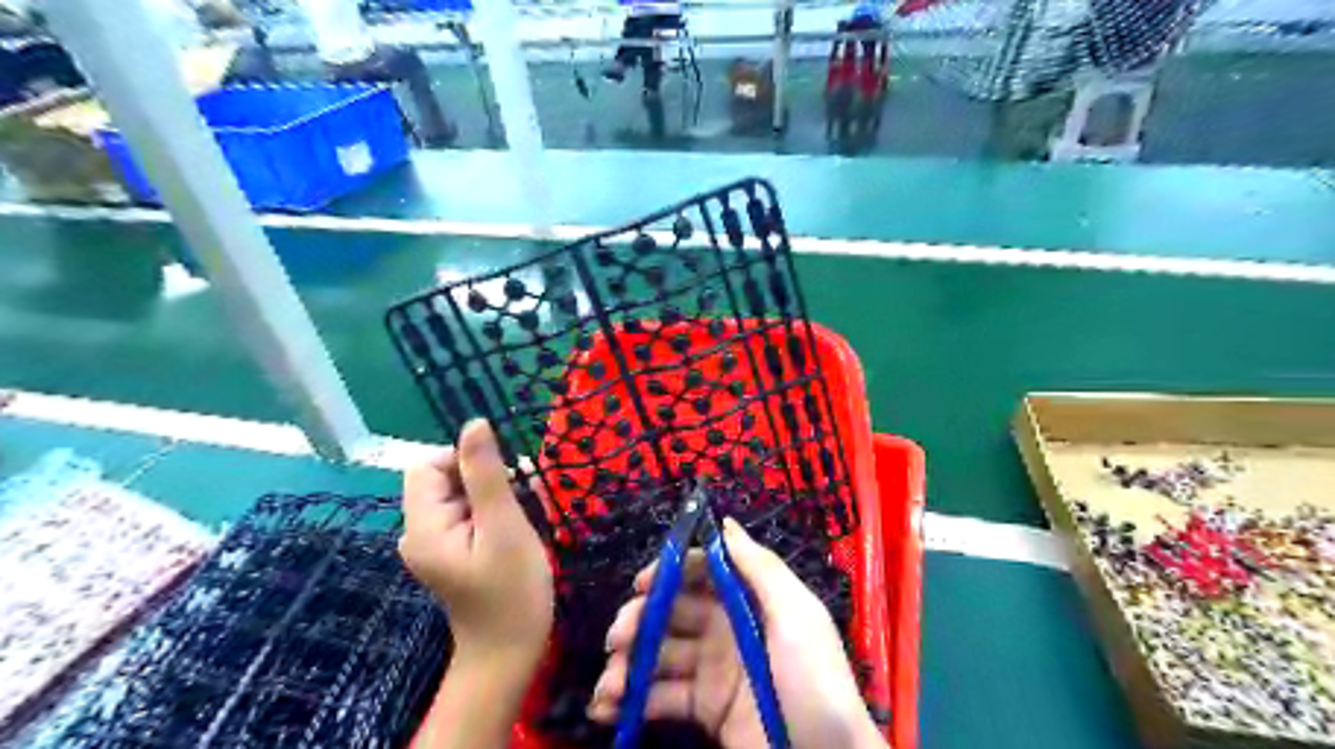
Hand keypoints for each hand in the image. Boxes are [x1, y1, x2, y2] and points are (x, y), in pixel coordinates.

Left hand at [396, 417, 552, 668]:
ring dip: (497, 494)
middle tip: (524, 499)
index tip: (504, 479)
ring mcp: (437, 543)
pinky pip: (470, 514)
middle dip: (487, 479)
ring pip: (463, 495)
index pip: (428, 466)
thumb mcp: (504, 527)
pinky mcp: (454, 550)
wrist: (511, 651)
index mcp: (423, 526)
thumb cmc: (512, 591)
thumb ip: (486, 474)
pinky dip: (496, 511)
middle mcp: (420, 531)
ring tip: (527, 515)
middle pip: (445, 479)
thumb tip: (474, 422)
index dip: (465, 460)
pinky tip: (520, 526)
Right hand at [587, 517, 884, 747]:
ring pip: (660, 655)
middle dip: (640, 620)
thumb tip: (724, 522)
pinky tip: (609, 709)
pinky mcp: (704, 709)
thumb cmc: (813, 680)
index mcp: (749, 600)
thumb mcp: (797, 616)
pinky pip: (661, 697)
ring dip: (628, 665)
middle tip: (617, 639)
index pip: (702, 572)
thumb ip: (760, 567)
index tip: (642, 585)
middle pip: (672, 612)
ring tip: (607, 687)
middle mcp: (726, 628)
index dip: (670, 573)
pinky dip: (632, 702)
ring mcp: (712, 669)